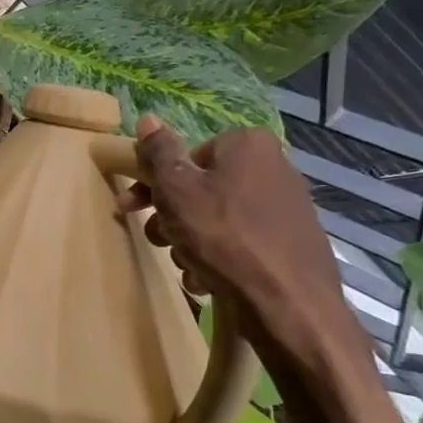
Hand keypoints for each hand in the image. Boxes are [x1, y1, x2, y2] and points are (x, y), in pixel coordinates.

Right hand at [121, 119, 399, 422]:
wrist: (289, 304)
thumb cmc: (225, 238)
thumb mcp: (177, 190)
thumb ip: (159, 153)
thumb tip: (148, 119)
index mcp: (247, 146)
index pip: (185, 156)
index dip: (153, 184)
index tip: (132, 208)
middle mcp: (272, 168)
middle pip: (199, 189)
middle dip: (171, 218)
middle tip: (156, 241)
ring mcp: (284, 208)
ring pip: (214, 219)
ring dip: (189, 243)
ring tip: (186, 267)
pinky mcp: (290, 243)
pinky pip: (238, 243)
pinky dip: (217, 259)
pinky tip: (208, 280)